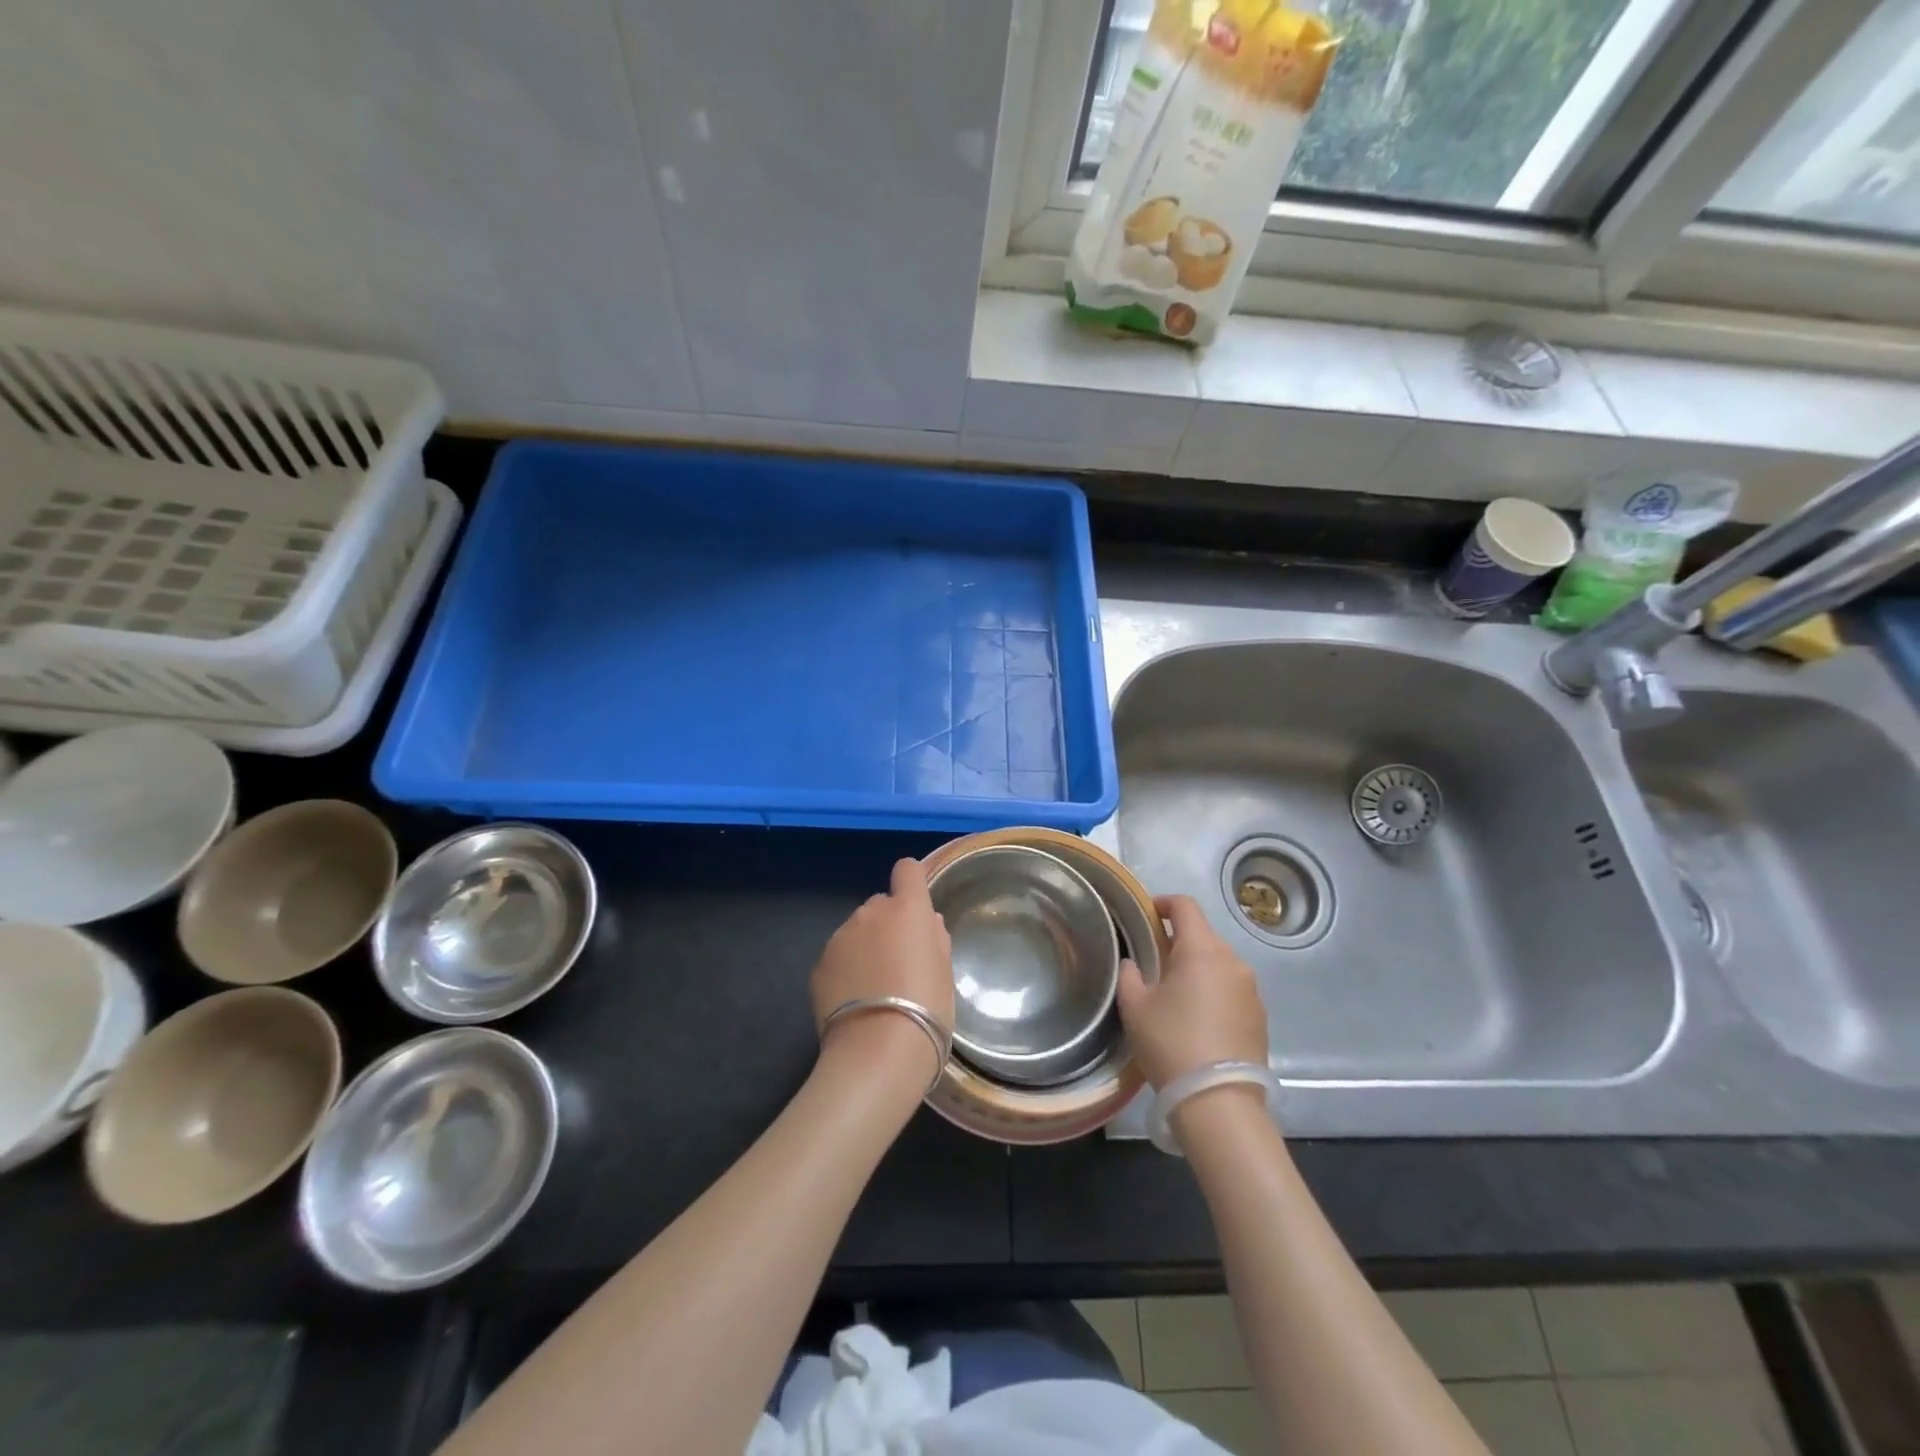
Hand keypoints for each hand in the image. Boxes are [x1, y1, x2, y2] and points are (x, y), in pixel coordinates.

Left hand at [812, 858, 953, 1087]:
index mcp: (907, 909)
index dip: (912, 882)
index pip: (907, 870)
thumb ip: (935, 940)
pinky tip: (855, 1002)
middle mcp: (870, 914)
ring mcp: (840, 938)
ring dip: (866, 947)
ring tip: (875, 988)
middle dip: (889, 925)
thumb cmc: (927, 1009)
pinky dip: (846, 970)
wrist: (878, 1051)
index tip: (917, 908)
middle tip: (900, 962)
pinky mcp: (819, 965)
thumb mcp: (944, 973)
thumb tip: (926, 925)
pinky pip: (838, 957)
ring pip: (857, 932)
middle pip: (881, 905)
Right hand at [1117, 894, 1267, 1089]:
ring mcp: (1252, 989)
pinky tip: (1198, 1020)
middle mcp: (1232, 961)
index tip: (1147, 914)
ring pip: (1219, 963)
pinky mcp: (1260, 1016)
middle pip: (1204, 935)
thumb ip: (1130, 975)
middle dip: (1179, 941)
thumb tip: (1134, 964)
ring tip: (1176, 995)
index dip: (1164, 903)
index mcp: (1201, 950)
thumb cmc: (1171, 1044)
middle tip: (1154, 962)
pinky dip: (1214, 992)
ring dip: (1198, 968)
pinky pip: (1232, 989)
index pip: (1185, 906)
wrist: (1219, 1102)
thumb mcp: (1135, 1007)